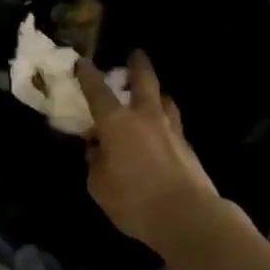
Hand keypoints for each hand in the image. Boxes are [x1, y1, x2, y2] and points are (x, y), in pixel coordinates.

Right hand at [78, 52, 220, 254]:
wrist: (187, 216)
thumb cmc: (134, 200)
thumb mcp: (99, 186)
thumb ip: (96, 163)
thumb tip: (98, 150)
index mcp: (117, 123)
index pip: (98, 91)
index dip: (87, 75)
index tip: (82, 61)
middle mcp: (145, 117)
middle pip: (144, 81)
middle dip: (138, 65)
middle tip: (136, 54)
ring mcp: (171, 130)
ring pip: (165, 100)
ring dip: (158, 94)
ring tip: (155, 95)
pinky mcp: (188, 148)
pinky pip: (174, 126)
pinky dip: (166, 123)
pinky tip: (163, 133)